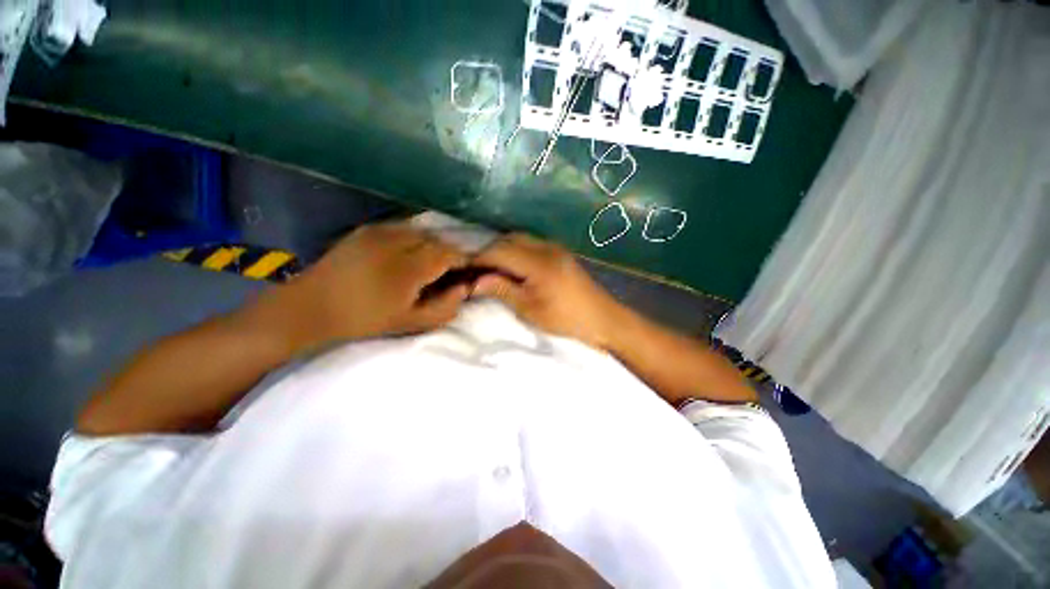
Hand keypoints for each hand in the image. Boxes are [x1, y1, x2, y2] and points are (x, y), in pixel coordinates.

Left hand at [247, 221, 469, 352]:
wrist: (311, 307)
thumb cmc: (365, 320)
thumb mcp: (411, 322)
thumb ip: (445, 307)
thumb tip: (464, 288)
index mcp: (410, 267)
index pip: (450, 254)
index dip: (463, 261)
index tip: (467, 272)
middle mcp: (398, 242)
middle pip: (438, 240)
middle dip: (448, 254)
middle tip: (448, 271)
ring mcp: (381, 232)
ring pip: (422, 232)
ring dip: (432, 245)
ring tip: (428, 262)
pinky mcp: (368, 229)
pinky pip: (403, 228)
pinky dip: (414, 239)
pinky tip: (408, 253)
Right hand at [472, 233, 625, 349]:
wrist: (602, 318)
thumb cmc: (565, 319)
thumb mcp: (530, 309)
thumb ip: (502, 289)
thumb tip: (474, 281)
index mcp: (538, 263)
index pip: (500, 252)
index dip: (479, 259)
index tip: (464, 270)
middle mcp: (546, 247)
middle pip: (508, 240)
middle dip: (489, 252)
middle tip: (476, 271)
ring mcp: (554, 247)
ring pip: (519, 239)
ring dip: (502, 249)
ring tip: (491, 269)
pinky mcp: (559, 252)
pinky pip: (530, 243)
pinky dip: (515, 250)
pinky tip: (511, 265)